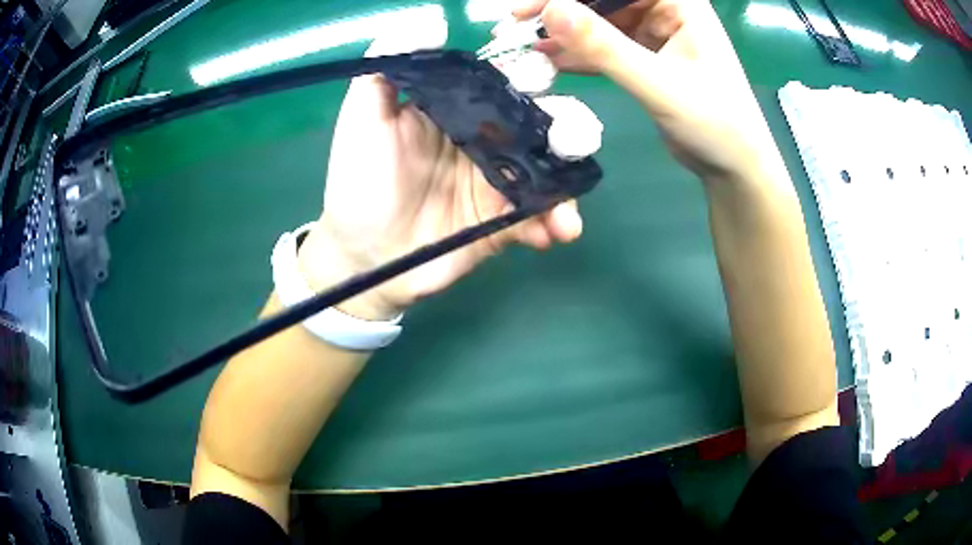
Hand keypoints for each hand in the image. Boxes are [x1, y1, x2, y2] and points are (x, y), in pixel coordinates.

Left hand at [298, 60, 583, 320]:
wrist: (362, 256)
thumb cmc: (358, 182)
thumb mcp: (362, 117)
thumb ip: (387, 65)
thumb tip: (431, 21)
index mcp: (459, 110)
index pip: (504, 81)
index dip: (528, 73)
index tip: (539, 76)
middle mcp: (486, 141)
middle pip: (540, 123)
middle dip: (565, 127)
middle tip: (572, 139)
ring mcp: (498, 183)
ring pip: (549, 171)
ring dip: (568, 181)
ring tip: (567, 202)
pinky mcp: (503, 224)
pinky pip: (538, 218)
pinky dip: (554, 223)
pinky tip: (556, 231)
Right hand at [514, 0, 784, 182]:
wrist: (733, 168)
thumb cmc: (715, 124)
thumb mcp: (659, 84)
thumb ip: (605, 48)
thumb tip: (551, 10)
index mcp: (678, 2)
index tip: (529, 7)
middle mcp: (664, 8)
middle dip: (558, 9)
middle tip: (513, 25)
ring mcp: (653, 32)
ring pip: (597, 21)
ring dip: (561, 33)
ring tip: (520, 45)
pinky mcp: (644, 56)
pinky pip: (603, 46)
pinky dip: (576, 54)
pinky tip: (547, 60)